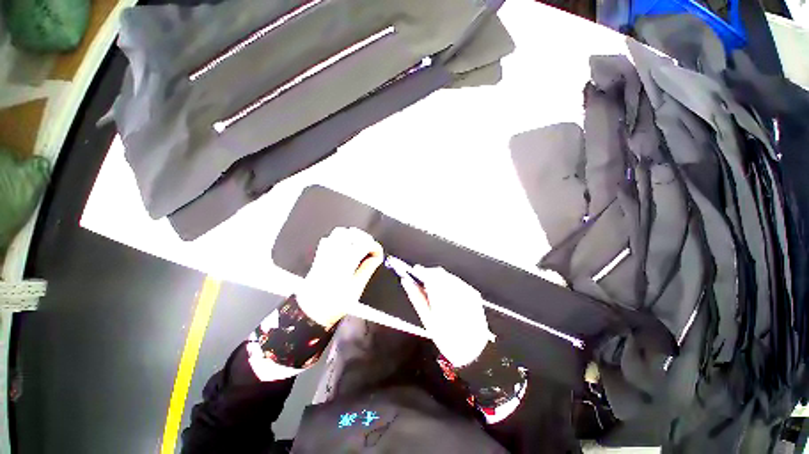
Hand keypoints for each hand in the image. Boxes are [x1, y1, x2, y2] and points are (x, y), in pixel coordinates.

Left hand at [295, 227, 383, 328]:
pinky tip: (346, 248)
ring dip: (353, 236)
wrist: (309, 312)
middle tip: (371, 249)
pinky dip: (341, 238)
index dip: (375, 247)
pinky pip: (330, 238)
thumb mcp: (355, 290)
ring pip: (340, 232)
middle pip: (352, 233)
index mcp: (345, 262)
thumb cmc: (332, 305)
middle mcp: (334, 254)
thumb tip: (375, 258)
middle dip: (365, 238)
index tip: (378, 254)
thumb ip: (367, 270)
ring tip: (360, 246)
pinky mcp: (319, 256)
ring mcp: (325, 253)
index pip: (364, 243)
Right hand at [399, 266, 494, 366]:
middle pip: (440, 273)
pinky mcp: (473, 293)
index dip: (420, 271)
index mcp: (445, 298)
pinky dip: (449, 284)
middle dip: (429, 274)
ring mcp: (467, 291)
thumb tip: (406, 281)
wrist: (473, 351)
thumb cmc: (446, 338)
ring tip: (433, 289)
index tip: (413, 271)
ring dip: (439, 279)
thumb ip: (416, 296)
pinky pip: (457, 282)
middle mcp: (458, 291)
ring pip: (448, 276)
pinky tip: (446, 295)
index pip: (430, 275)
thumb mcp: (427, 318)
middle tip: (421, 281)